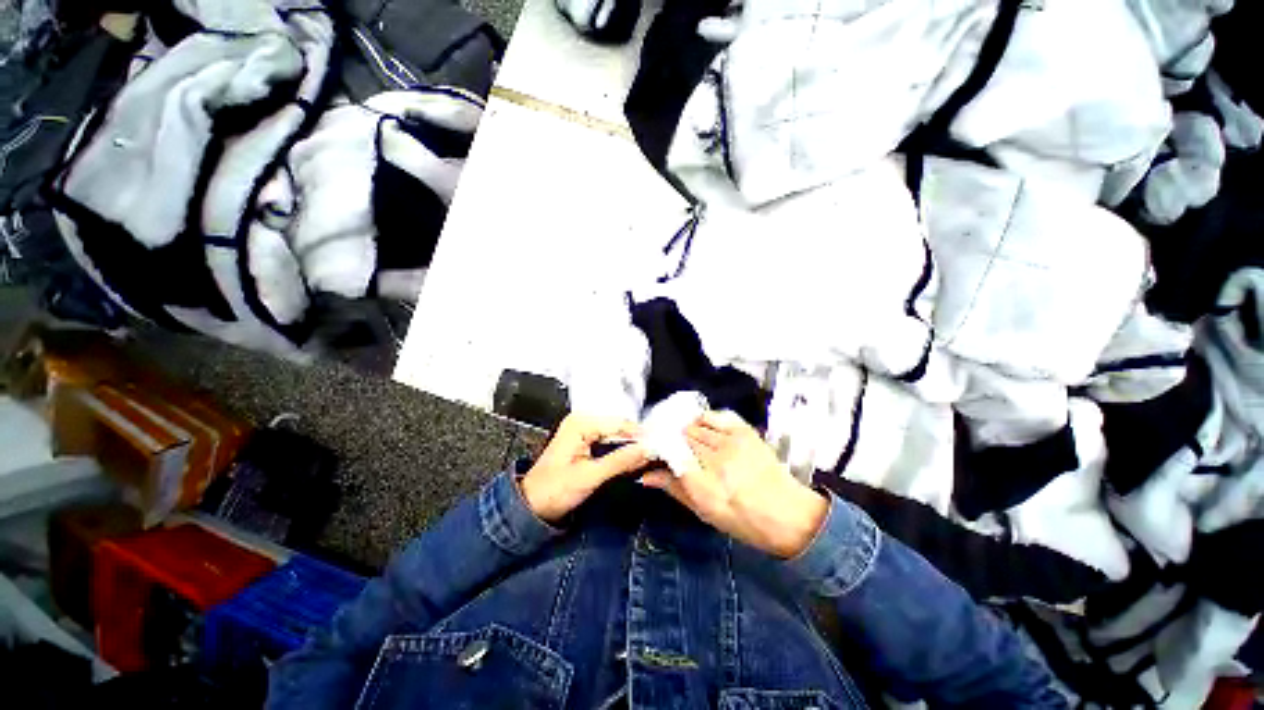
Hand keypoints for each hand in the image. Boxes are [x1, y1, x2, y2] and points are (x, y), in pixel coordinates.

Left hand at [521, 414, 648, 521]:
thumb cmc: (554, 490)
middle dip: (637, 441)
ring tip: (649, 458)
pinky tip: (633, 460)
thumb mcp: (590, 476)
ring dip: (631, 447)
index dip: (641, 436)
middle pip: (619, 427)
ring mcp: (583, 430)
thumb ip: (620, 461)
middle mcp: (582, 420)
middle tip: (657, 454)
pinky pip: (610, 442)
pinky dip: (622, 452)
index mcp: (580, 423)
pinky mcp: (585, 441)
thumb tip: (647, 449)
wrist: (531, 506)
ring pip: (617, 435)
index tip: (660, 447)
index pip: (619, 424)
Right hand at [640, 410, 828, 558]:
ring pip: (695, 424)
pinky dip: (705, 419)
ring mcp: (732, 441)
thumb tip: (645, 476)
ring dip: (688, 430)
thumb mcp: (704, 512)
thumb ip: (673, 489)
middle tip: (673, 448)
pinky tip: (706, 430)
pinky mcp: (745, 431)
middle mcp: (716, 459)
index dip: (658, 449)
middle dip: (672, 440)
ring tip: (690, 442)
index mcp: (704, 485)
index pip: (669, 454)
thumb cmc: (743, 520)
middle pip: (681, 436)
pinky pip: (716, 415)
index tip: (654, 452)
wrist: (789, 514)